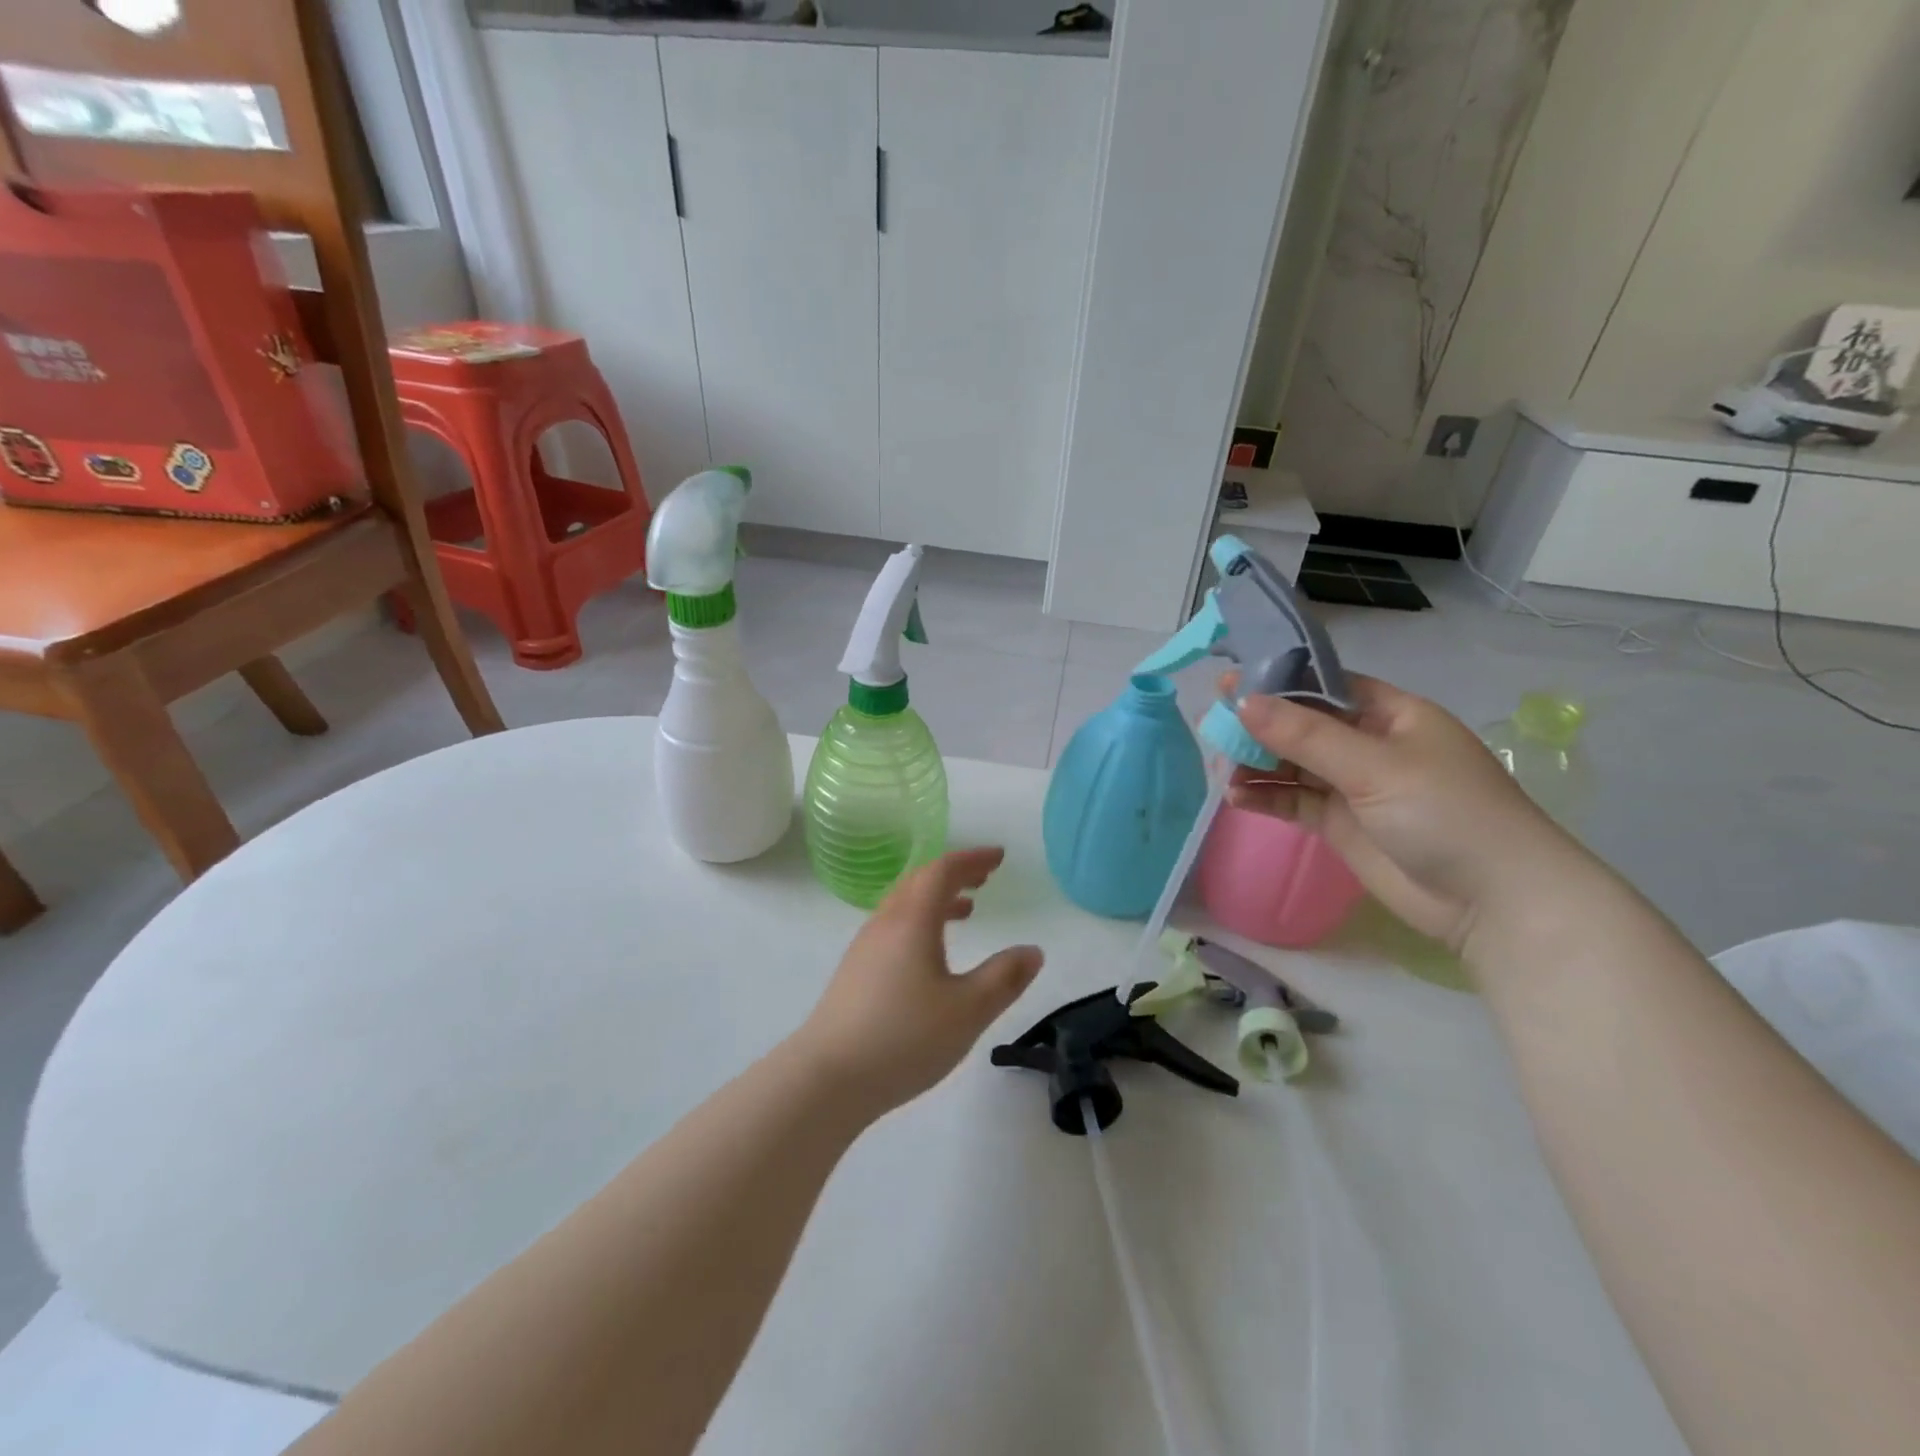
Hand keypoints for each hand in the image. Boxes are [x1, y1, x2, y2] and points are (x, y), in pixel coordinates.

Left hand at [793, 848, 1043, 1118]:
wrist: (827, 1078)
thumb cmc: (904, 1038)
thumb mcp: (968, 1011)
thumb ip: (1004, 978)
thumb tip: (1033, 951)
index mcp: (912, 920)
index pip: (943, 870)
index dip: (972, 859)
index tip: (999, 857)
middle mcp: (885, 923)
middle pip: (920, 881)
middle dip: (955, 873)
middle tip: (985, 877)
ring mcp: (865, 947)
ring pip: (905, 905)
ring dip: (937, 898)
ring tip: (967, 910)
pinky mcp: (856, 972)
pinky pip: (894, 927)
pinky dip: (921, 922)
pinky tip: (931, 954)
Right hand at [1226, 675, 1588, 950]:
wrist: (1493, 902)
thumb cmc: (1446, 813)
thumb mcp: (1374, 766)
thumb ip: (1304, 735)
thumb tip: (1242, 701)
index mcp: (1392, 715)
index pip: (1326, 686)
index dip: (1278, 682)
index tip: (1230, 683)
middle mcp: (1370, 745)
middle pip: (1302, 725)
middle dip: (1259, 725)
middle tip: (1212, 725)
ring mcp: (1354, 786)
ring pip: (1292, 764)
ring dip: (1256, 764)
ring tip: (1220, 768)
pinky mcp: (1341, 824)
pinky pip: (1294, 801)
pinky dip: (1265, 797)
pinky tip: (1236, 797)